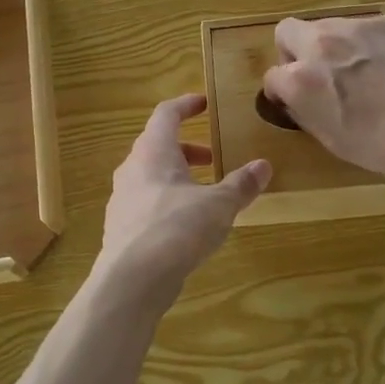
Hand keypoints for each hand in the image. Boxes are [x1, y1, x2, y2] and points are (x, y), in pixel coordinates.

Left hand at [100, 95, 271, 289]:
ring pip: (151, 177)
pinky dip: (167, 202)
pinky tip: (186, 225)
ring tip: (205, 193)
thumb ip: (241, 184)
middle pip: (158, 146)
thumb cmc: (176, 228)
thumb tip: (263, 166)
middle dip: (187, 149)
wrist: (132, 279)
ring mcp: (122, 199)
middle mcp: (132, 169)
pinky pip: (146, 203)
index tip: (203, 104)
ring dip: (177, 177)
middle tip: (213, 157)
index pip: (166, 114)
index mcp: (153, 151)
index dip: (185, 105)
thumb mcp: (218, 205)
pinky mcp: (121, 228)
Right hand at [261, 14, 384, 188]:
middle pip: (288, 31)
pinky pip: (367, 27)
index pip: (272, 75)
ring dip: (333, 44)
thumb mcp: (328, 137)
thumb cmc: (381, 146)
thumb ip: (303, 108)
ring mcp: (358, 26)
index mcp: (301, 78)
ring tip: (361, 69)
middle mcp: (321, 43)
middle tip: (319, 73)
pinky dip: (370, 43)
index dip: (282, 90)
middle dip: (295, 51)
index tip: (295, 99)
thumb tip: (295, 96)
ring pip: (328, 25)